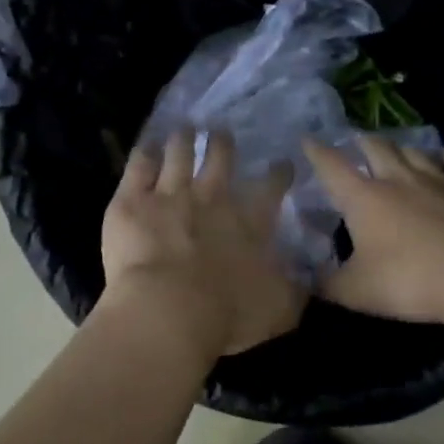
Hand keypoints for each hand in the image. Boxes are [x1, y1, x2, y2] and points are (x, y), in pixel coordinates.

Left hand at [100, 129, 306, 360]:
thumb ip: (294, 294)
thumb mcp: (277, 311)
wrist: (167, 310)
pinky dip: (145, 152)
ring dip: (183, 138)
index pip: (269, 191)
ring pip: (179, 152)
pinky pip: (139, 164)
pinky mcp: (133, 198)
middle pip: (219, 158)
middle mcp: (211, 198)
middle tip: (221, 132)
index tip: (282, 163)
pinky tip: (147, 145)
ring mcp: (170, 193)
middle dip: (222, 142)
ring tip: (184, 128)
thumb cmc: (226, 316)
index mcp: (248, 225)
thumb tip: (310, 282)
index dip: (277, 174)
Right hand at [304, 134, 443, 326]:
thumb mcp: (357, 292)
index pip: (331, 165)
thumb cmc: (409, 281)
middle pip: (374, 146)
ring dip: (401, 148)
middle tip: (355, 144)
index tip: (307, 139)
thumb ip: (327, 283)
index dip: (316, 150)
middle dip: (361, 142)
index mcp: (363, 197)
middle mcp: (397, 178)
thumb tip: (305, 277)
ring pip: (413, 150)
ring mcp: (438, 179)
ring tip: (396, 151)